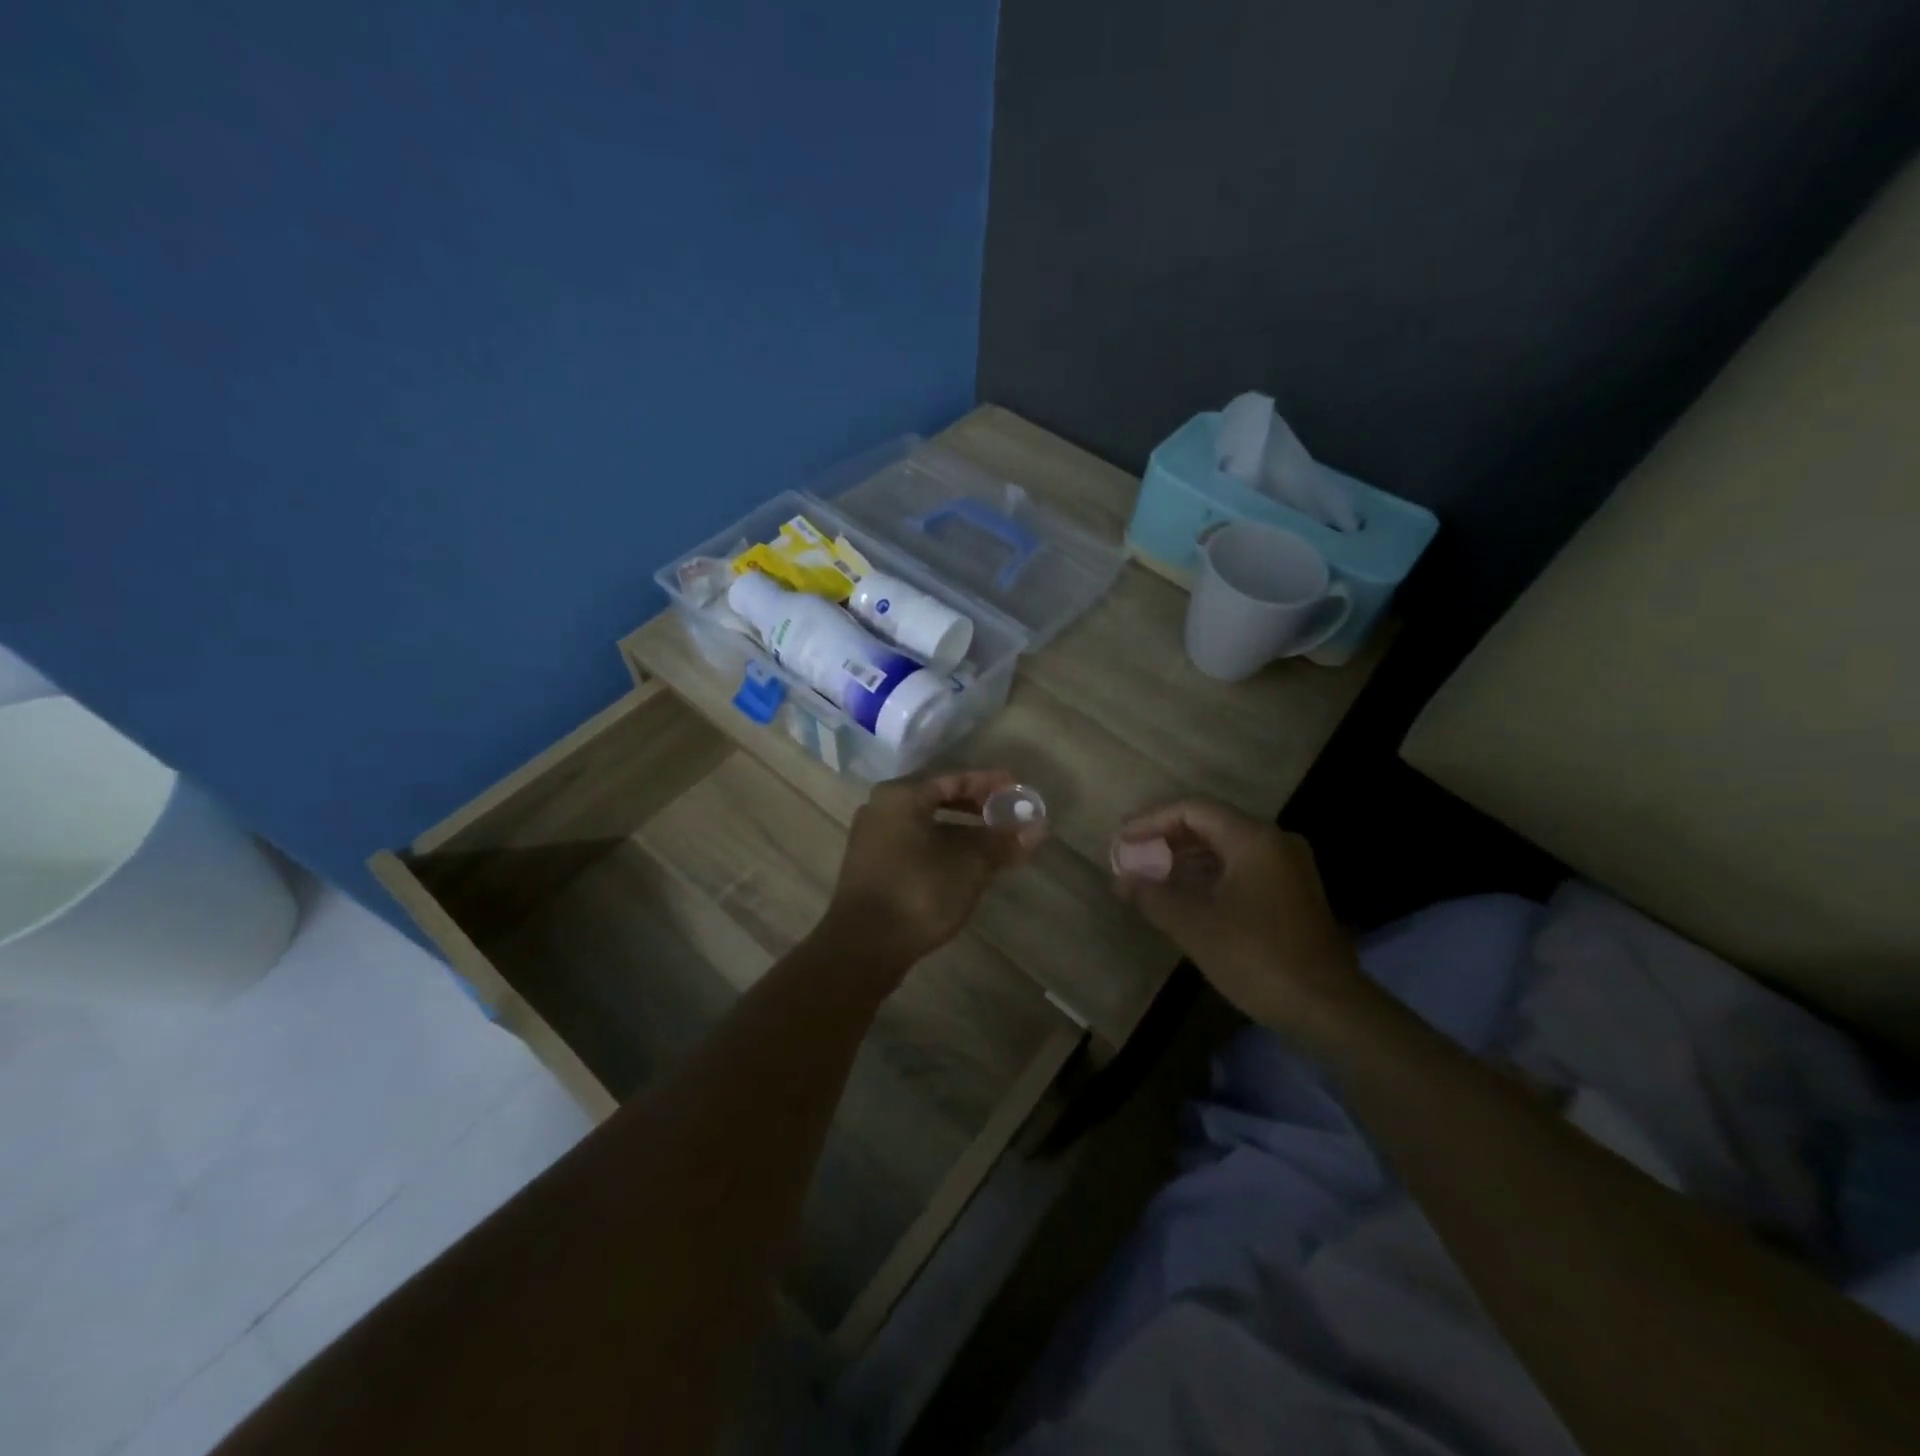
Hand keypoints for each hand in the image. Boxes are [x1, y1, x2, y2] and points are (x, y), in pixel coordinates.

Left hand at [817, 769, 1040, 975]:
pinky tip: (963, 866)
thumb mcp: (969, 864)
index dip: (989, 784)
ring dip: (960, 831)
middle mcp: (881, 808)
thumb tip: (1038, 828)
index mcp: (901, 796)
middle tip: (1007, 815)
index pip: (953, 779)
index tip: (1017, 789)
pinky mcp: (871, 867)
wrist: (864, 945)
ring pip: (925, 825)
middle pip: (937, 799)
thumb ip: (1002, 841)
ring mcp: (871, 839)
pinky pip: (913, 845)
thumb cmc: (919, 892)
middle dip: (975, 808)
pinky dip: (941, 848)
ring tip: (993, 843)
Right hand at [1113, 799, 1365, 1044]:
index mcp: (1253, 839)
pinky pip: (1242, 868)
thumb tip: (1121, 879)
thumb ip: (1152, 895)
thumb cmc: (1257, 957)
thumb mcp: (1194, 925)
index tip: (1122, 838)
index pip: (1193, 810)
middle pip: (1211, 824)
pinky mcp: (1293, 893)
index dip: (1151, 820)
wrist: (1328, 1008)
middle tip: (1132, 855)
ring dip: (1186, 857)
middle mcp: (1275, 842)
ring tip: (1151, 875)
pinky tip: (1185, 894)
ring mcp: (1288, 868)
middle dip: (1167, 838)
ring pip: (1227, 847)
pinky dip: (1209, 874)